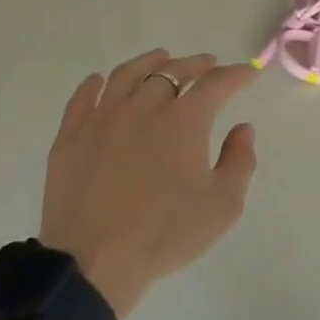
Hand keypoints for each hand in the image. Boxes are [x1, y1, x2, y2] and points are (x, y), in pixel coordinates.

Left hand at [38, 48, 258, 315]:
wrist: (94, 261)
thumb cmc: (166, 234)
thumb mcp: (223, 205)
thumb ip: (240, 161)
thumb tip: (242, 129)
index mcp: (184, 119)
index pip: (216, 84)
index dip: (236, 75)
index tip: (249, 72)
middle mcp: (143, 106)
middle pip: (172, 71)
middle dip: (196, 65)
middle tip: (208, 65)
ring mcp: (102, 118)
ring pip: (127, 75)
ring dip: (149, 62)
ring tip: (161, 58)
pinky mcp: (70, 136)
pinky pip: (83, 98)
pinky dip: (95, 84)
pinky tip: (100, 81)